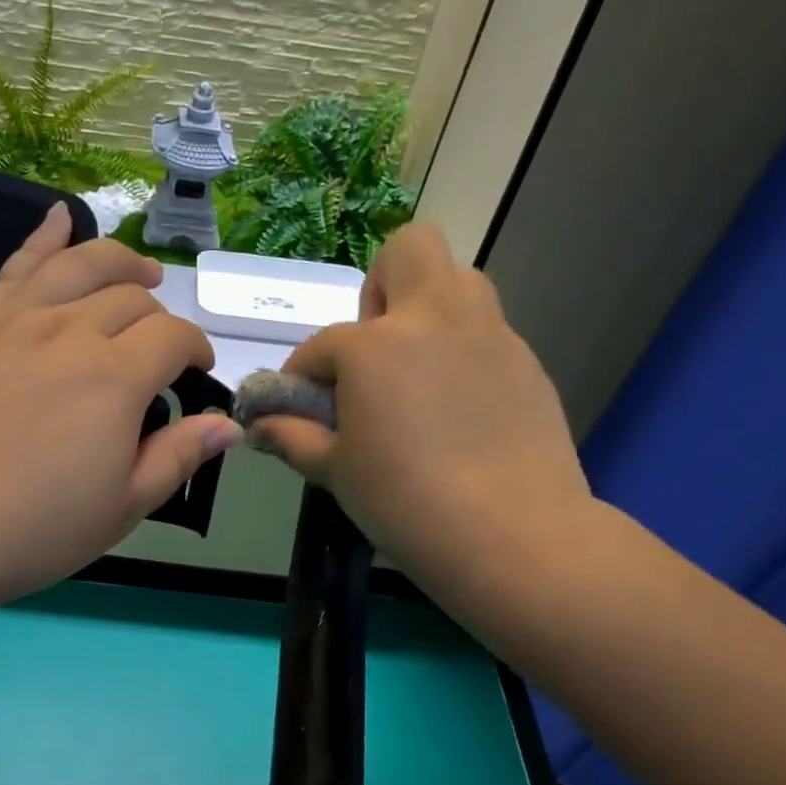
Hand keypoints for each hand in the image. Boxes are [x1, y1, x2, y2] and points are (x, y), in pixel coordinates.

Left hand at [0, 203, 240, 614]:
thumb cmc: (31, 528)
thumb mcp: (121, 508)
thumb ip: (177, 457)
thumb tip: (228, 425)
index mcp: (115, 378)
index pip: (173, 337)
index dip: (196, 349)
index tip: (196, 374)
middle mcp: (70, 330)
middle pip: (131, 297)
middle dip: (159, 317)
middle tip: (159, 350)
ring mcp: (15, 319)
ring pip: (80, 264)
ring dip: (120, 261)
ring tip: (140, 270)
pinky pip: (16, 265)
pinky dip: (44, 237)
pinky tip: (59, 221)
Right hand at [251, 221, 591, 585]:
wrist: (512, 534)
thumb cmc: (405, 501)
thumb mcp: (335, 471)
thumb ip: (292, 437)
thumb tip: (259, 426)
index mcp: (374, 345)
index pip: (321, 346)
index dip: (303, 376)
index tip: (303, 408)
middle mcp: (434, 318)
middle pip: (409, 250)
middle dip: (382, 288)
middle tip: (374, 350)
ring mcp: (489, 334)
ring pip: (458, 282)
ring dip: (427, 310)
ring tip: (415, 373)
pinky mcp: (526, 361)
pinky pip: (485, 333)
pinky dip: (461, 353)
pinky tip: (458, 410)